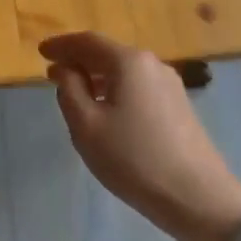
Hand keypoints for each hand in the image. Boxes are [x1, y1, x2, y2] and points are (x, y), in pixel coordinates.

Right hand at [42, 32, 240, 240]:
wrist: (199, 198)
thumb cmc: (134, 159)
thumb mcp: (87, 126)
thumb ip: (69, 90)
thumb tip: (66, 69)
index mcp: (128, 61)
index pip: (87, 41)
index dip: (62, 45)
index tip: (40, 52)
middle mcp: (152, 64)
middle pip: (107, 53)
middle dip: (79, 60)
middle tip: (54, 74)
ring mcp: (170, 84)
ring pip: (124, 71)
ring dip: (97, 76)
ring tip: (76, 92)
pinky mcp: (179, 106)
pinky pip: (138, 86)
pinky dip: (116, 89)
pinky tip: (108, 110)